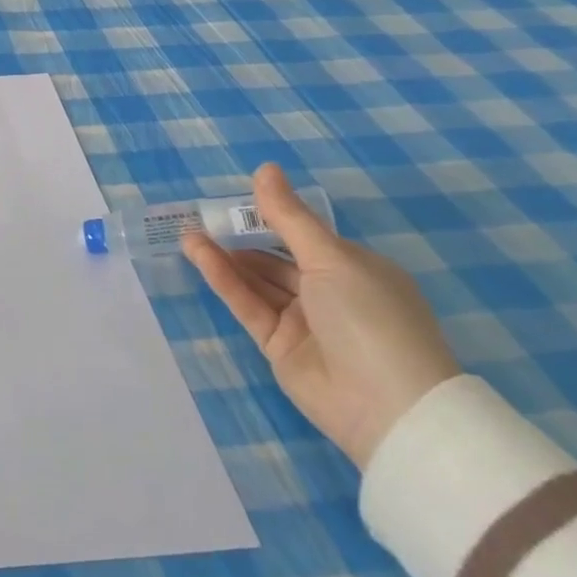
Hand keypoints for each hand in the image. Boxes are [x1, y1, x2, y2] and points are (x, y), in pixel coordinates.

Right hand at [183, 163, 459, 469]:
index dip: (272, 217)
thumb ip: (288, 216)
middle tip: (202, 215)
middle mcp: (330, 294)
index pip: (306, 236)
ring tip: (189, 232)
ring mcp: (304, 322)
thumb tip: (265, 169)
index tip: (235, 200)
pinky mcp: (278, 346)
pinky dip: (224, 279)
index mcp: (355, 269)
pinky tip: (199, 253)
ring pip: (257, 281)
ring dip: (225, 256)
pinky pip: (248, 305)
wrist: (388, 407)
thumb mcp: (330, 258)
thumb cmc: (369, 317)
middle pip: (276, 259)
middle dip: (242, 237)